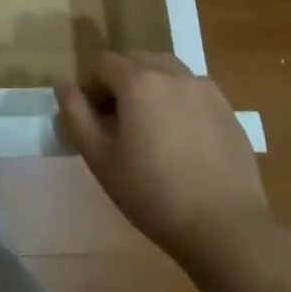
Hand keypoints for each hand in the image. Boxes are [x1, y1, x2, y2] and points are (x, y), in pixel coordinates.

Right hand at [57, 51, 269, 262]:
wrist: (227, 230)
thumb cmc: (154, 194)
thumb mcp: (100, 159)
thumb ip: (76, 115)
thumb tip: (63, 85)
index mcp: (138, 80)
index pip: (103, 63)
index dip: (92, 87)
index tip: (95, 120)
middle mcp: (171, 73)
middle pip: (135, 61)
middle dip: (121, 83)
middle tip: (120, 124)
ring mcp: (203, 88)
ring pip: (165, 71)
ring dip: (150, 87)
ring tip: (152, 128)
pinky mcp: (227, 109)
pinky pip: (192, 90)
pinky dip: (179, 101)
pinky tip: (183, 140)